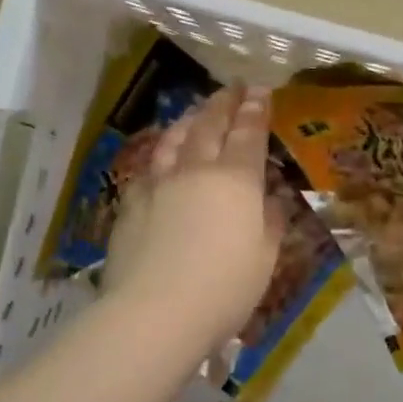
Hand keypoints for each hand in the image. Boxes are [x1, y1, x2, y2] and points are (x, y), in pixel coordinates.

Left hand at [103, 84, 285, 357]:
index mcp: (236, 181)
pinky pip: (148, 167)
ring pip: (174, 139)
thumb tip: (271, 200)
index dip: (256, 110)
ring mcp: (158, 184)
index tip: (260, 91)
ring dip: (189, 120)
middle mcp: (196, 171)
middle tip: (232, 88)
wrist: (155, 312)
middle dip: (223, 103)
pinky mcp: (131, 204)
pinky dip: (160, 154)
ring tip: (196, 111)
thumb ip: (271, 222)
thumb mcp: (265, 258)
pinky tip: (161, 157)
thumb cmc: (225, 289)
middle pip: (209, 126)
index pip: (248, 134)